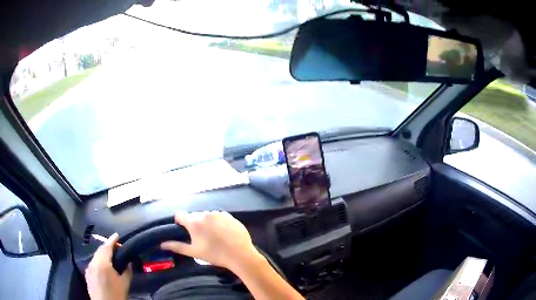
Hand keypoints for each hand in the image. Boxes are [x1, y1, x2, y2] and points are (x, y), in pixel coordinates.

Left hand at [85, 233, 131, 299]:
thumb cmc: (116, 295)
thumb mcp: (124, 284)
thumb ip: (127, 271)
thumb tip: (128, 263)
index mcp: (102, 264)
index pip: (106, 247)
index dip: (112, 240)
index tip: (117, 235)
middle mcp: (93, 263)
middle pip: (99, 250)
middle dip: (107, 246)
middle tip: (117, 247)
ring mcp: (88, 268)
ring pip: (96, 256)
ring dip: (103, 254)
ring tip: (111, 256)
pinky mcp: (87, 274)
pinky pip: (93, 263)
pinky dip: (99, 260)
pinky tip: (104, 266)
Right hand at [160, 211, 258, 270]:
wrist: (240, 255)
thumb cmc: (215, 255)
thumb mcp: (194, 252)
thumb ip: (177, 246)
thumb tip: (162, 244)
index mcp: (194, 222)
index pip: (180, 215)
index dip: (179, 222)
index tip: (183, 230)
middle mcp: (205, 214)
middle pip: (194, 215)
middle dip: (194, 223)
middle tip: (200, 237)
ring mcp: (219, 213)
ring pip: (207, 215)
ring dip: (207, 222)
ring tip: (213, 235)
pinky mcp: (230, 216)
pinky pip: (219, 216)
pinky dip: (218, 222)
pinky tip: (223, 233)